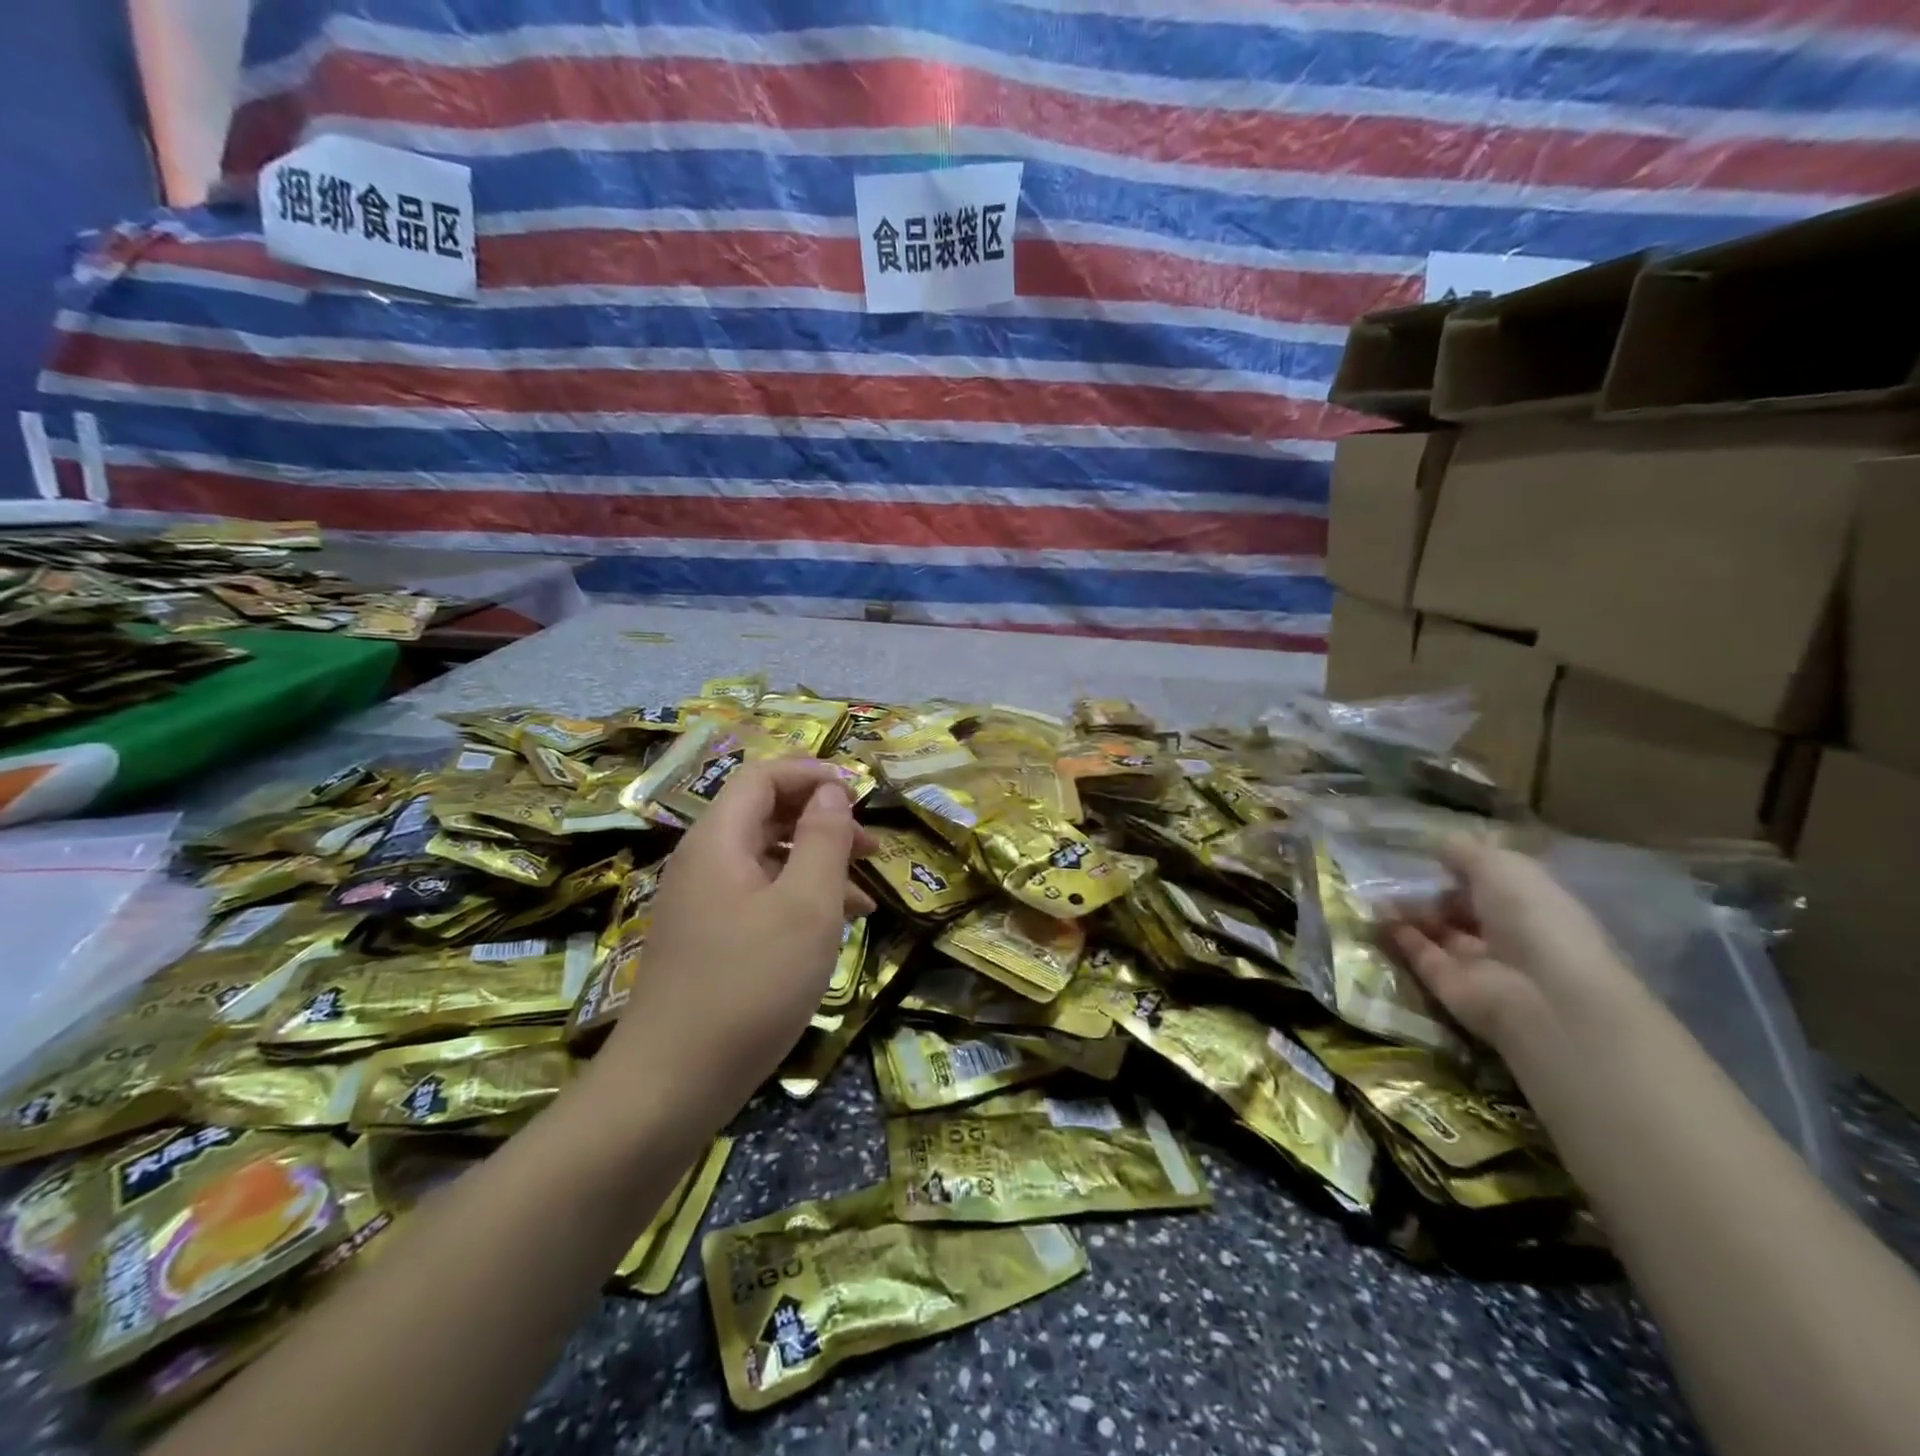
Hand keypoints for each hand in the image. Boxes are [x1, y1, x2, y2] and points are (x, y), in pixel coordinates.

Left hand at [603, 758, 877, 1126]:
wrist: (671, 1085)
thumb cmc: (750, 984)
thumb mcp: (805, 906)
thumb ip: (823, 839)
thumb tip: (831, 791)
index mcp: (718, 840)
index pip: (763, 777)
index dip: (811, 775)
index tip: (858, 793)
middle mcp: (703, 862)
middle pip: (765, 816)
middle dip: (822, 822)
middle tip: (872, 848)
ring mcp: (700, 904)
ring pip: (766, 860)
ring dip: (816, 865)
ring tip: (865, 894)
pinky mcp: (705, 940)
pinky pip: (757, 898)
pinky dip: (797, 900)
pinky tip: (832, 930)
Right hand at [1387, 838, 1637, 1055]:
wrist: (1538, 992)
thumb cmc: (1530, 916)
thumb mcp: (1499, 866)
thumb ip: (1464, 852)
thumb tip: (1438, 843)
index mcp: (1530, 902)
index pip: (1491, 882)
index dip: (1462, 867)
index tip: (1428, 854)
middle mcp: (1506, 932)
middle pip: (1460, 908)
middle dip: (1429, 891)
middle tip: (1393, 876)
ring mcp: (1477, 961)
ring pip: (1436, 931)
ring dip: (1407, 912)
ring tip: (1374, 894)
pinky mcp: (1448, 985)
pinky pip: (1419, 955)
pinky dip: (1396, 936)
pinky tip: (1374, 917)